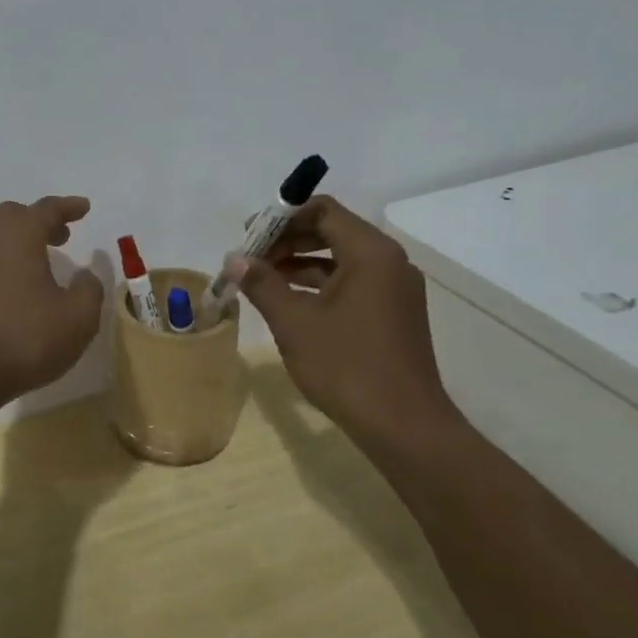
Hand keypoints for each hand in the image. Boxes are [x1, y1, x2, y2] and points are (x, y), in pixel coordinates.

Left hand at [0, 196, 105, 408]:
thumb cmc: (24, 339)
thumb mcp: (77, 318)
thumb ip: (89, 290)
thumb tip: (85, 275)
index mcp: (18, 237)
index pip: (45, 209)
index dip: (67, 206)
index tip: (84, 208)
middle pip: (12, 216)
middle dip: (38, 220)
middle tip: (61, 236)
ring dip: (17, 243)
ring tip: (39, 265)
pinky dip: (1, 266)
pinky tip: (12, 292)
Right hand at [233, 196, 458, 451]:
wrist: (404, 427)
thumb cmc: (346, 366)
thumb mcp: (294, 322)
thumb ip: (262, 283)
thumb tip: (233, 259)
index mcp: (370, 253)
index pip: (323, 210)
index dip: (282, 217)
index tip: (250, 235)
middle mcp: (389, 261)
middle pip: (332, 230)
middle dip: (288, 240)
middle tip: (251, 257)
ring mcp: (395, 288)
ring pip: (341, 258)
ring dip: (300, 262)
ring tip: (262, 279)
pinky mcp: (394, 313)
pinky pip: (352, 282)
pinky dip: (320, 284)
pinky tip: (290, 301)